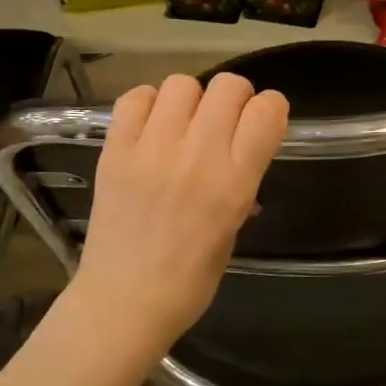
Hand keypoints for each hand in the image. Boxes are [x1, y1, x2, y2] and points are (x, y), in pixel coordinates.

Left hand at [70, 73, 289, 347]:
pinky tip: (151, 126)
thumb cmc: (190, 279)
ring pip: (182, 83)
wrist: (123, 303)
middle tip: (224, 121)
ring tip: (183, 124)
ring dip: (191, 99)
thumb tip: (243, 151)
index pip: (267, 110)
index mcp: (234, 183)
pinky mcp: (115, 150)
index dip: (270, 108)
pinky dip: (148, 103)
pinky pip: (136, 98)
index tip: (262, 122)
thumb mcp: (234, 227)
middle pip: (228, 86)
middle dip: (235, 97)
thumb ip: (242, 181)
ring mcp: (152, 150)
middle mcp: (197, 157)